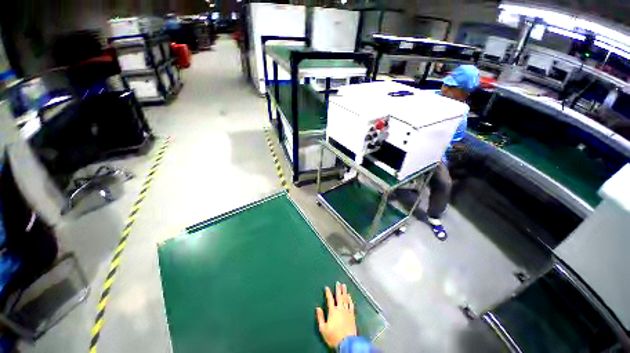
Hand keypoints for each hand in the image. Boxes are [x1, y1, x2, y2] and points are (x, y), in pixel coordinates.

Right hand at [316, 282, 356, 347]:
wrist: (347, 343)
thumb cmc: (334, 336)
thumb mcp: (323, 329)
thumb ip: (320, 317)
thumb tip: (317, 308)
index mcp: (333, 311)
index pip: (330, 299)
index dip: (328, 293)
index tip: (327, 287)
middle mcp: (340, 309)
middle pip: (339, 296)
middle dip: (338, 289)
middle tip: (338, 282)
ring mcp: (347, 311)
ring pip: (346, 299)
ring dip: (345, 292)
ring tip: (344, 286)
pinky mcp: (352, 315)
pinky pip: (351, 305)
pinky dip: (350, 299)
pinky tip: (349, 296)